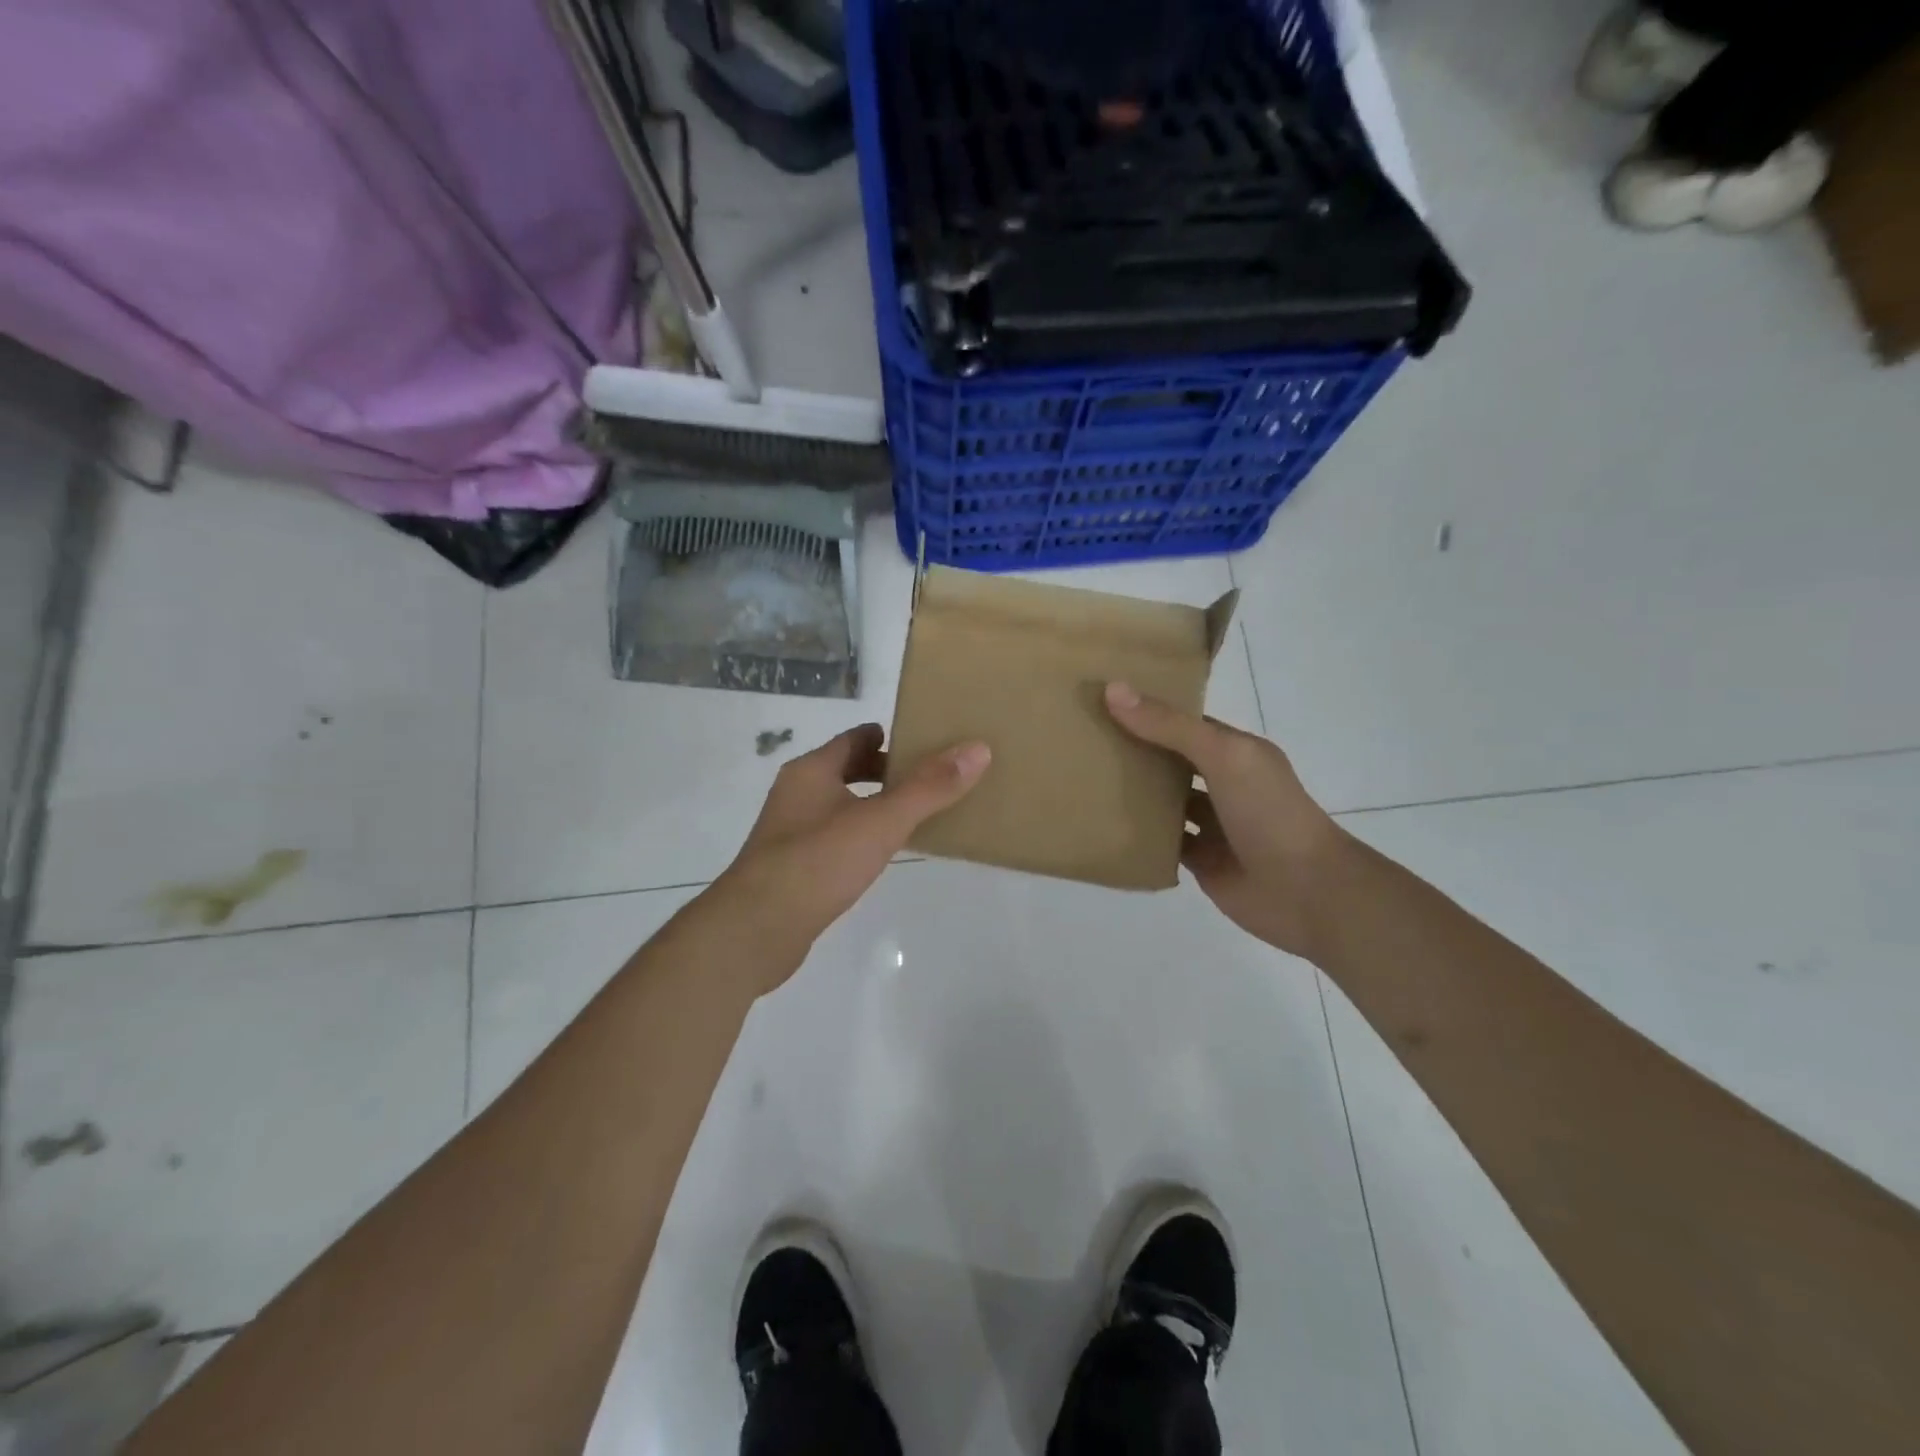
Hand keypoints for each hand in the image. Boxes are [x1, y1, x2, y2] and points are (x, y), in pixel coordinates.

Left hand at [720, 724, 990, 964]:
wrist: (755, 930)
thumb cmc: (817, 862)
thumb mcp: (880, 821)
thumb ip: (929, 787)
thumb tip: (978, 749)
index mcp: (812, 771)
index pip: (856, 738)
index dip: (891, 736)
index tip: (927, 741)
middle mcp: (797, 794)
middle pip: (848, 770)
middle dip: (887, 772)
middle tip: (932, 779)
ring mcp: (791, 832)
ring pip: (842, 806)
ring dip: (875, 806)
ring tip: (917, 816)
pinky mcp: (793, 868)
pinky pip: (835, 839)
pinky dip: (861, 837)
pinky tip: (883, 855)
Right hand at [1105, 683, 1348, 959]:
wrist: (1307, 892)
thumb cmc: (1269, 812)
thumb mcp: (1222, 756)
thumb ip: (1170, 727)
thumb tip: (1113, 689)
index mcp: (1234, 751)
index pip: (1184, 723)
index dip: (1147, 710)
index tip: (1101, 699)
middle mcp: (1223, 783)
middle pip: (1171, 761)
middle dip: (1134, 750)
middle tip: (1080, 739)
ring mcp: (1213, 824)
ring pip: (1165, 802)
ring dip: (1134, 794)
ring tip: (1083, 779)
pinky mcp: (1202, 861)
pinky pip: (1163, 843)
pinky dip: (1140, 836)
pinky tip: (1103, 826)